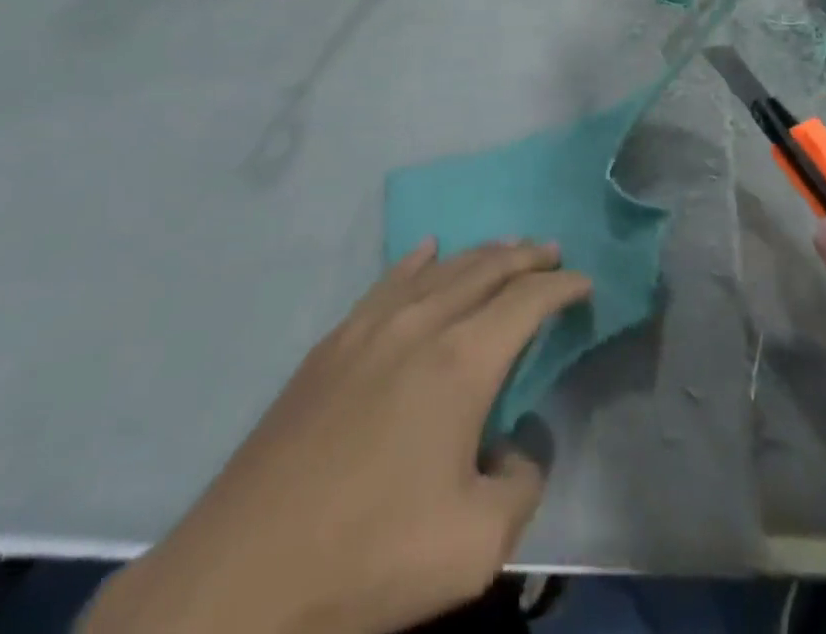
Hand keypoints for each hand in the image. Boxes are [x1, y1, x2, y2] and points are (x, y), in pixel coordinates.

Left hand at [83, 242, 591, 633]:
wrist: (241, 577)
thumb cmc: (368, 557)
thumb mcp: (475, 546)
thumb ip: (521, 484)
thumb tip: (517, 446)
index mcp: (462, 361)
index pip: (527, 301)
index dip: (562, 286)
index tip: (584, 282)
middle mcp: (422, 324)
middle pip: (486, 270)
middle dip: (526, 256)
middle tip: (552, 250)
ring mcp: (371, 328)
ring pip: (440, 270)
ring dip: (480, 254)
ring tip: (505, 248)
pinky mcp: (332, 345)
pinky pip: (387, 282)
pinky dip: (417, 262)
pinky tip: (426, 251)